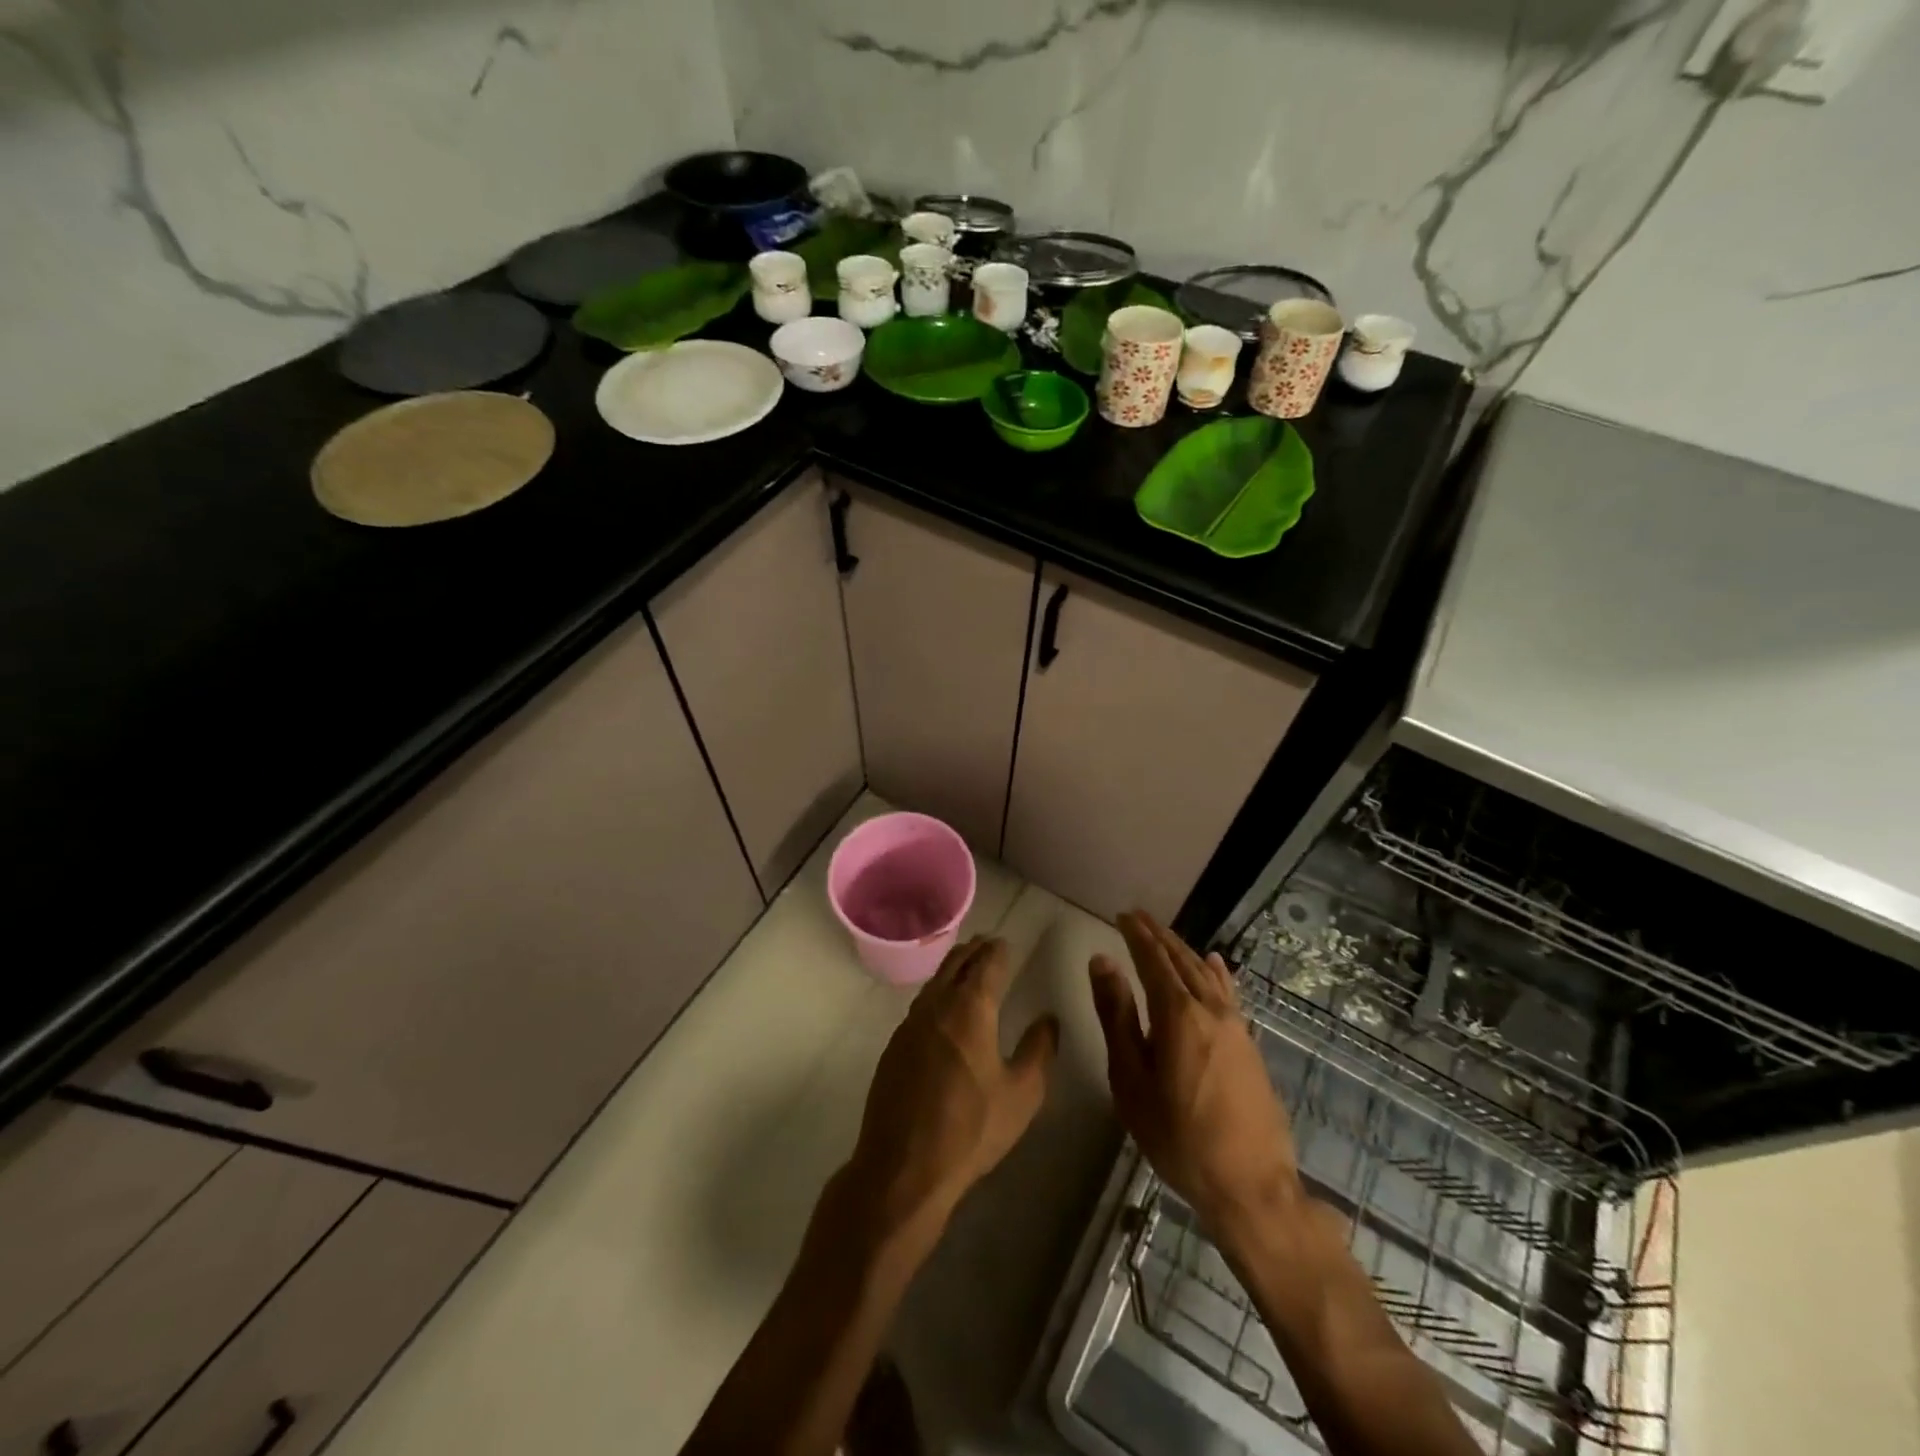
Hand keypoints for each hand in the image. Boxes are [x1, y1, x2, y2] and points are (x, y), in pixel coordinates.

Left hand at [842, 936, 1058, 1249]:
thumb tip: (1048, 1019)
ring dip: (953, 968)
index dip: (999, 950)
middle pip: (956, 963)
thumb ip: (1039, 1050)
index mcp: (970, 1008)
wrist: (903, 1166)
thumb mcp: (1022, 1094)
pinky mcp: (894, 1045)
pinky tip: (943, 1007)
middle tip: (988, 944)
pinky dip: (937, 992)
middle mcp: (937, 1004)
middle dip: (974, 951)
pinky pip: (921, 1003)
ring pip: (935, 981)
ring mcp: (910, 1023)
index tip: (1007, 944)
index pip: (987, 963)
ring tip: (967, 967)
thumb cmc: (971, 1129)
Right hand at [1090, 912, 1301, 1241]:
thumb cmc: (1178, 1137)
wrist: (1250, 1185)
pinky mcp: (1249, 1044)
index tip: (1122, 915)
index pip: (1153, 959)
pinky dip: (1216, 972)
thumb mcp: (1131, 1080)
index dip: (1136, 935)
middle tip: (1138, 916)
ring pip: (1205, 973)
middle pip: (1181, 960)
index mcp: (1177, 1014)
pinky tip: (1215, 963)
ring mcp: (1235, 1025)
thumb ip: (1117, 1016)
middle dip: (1158, 935)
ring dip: (1183, 950)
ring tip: (1165, 935)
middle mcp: (1210, 1008)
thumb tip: (1102, 961)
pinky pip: (1228, 992)